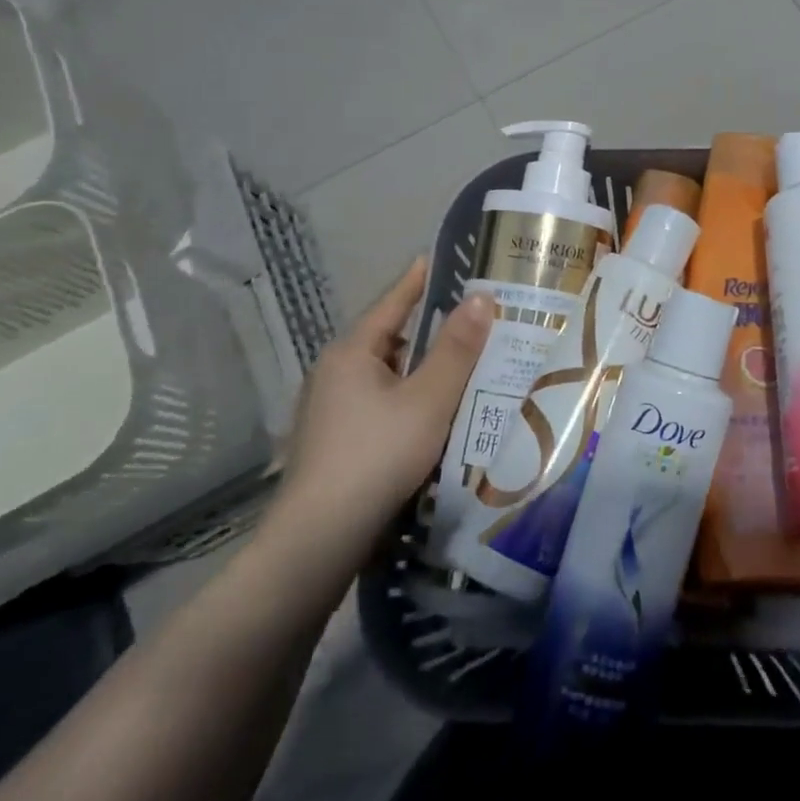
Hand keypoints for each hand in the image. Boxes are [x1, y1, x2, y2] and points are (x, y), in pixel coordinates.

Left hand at [269, 258, 492, 556]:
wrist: (318, 542)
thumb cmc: (377, 457)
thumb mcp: (429, 399)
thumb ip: (457, 348)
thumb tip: (481, 297)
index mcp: (352, 352)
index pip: (392, 301)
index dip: (419, 279)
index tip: (442, 258)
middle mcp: (335, 373)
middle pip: (391, 338)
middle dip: (431, 328)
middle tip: (475, 319)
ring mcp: (330, 410)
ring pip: (387, 375)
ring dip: (422, 368)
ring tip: (466, 364)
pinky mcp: (335, 441)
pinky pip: (381, 403)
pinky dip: (410, 397)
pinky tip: (437, 413)